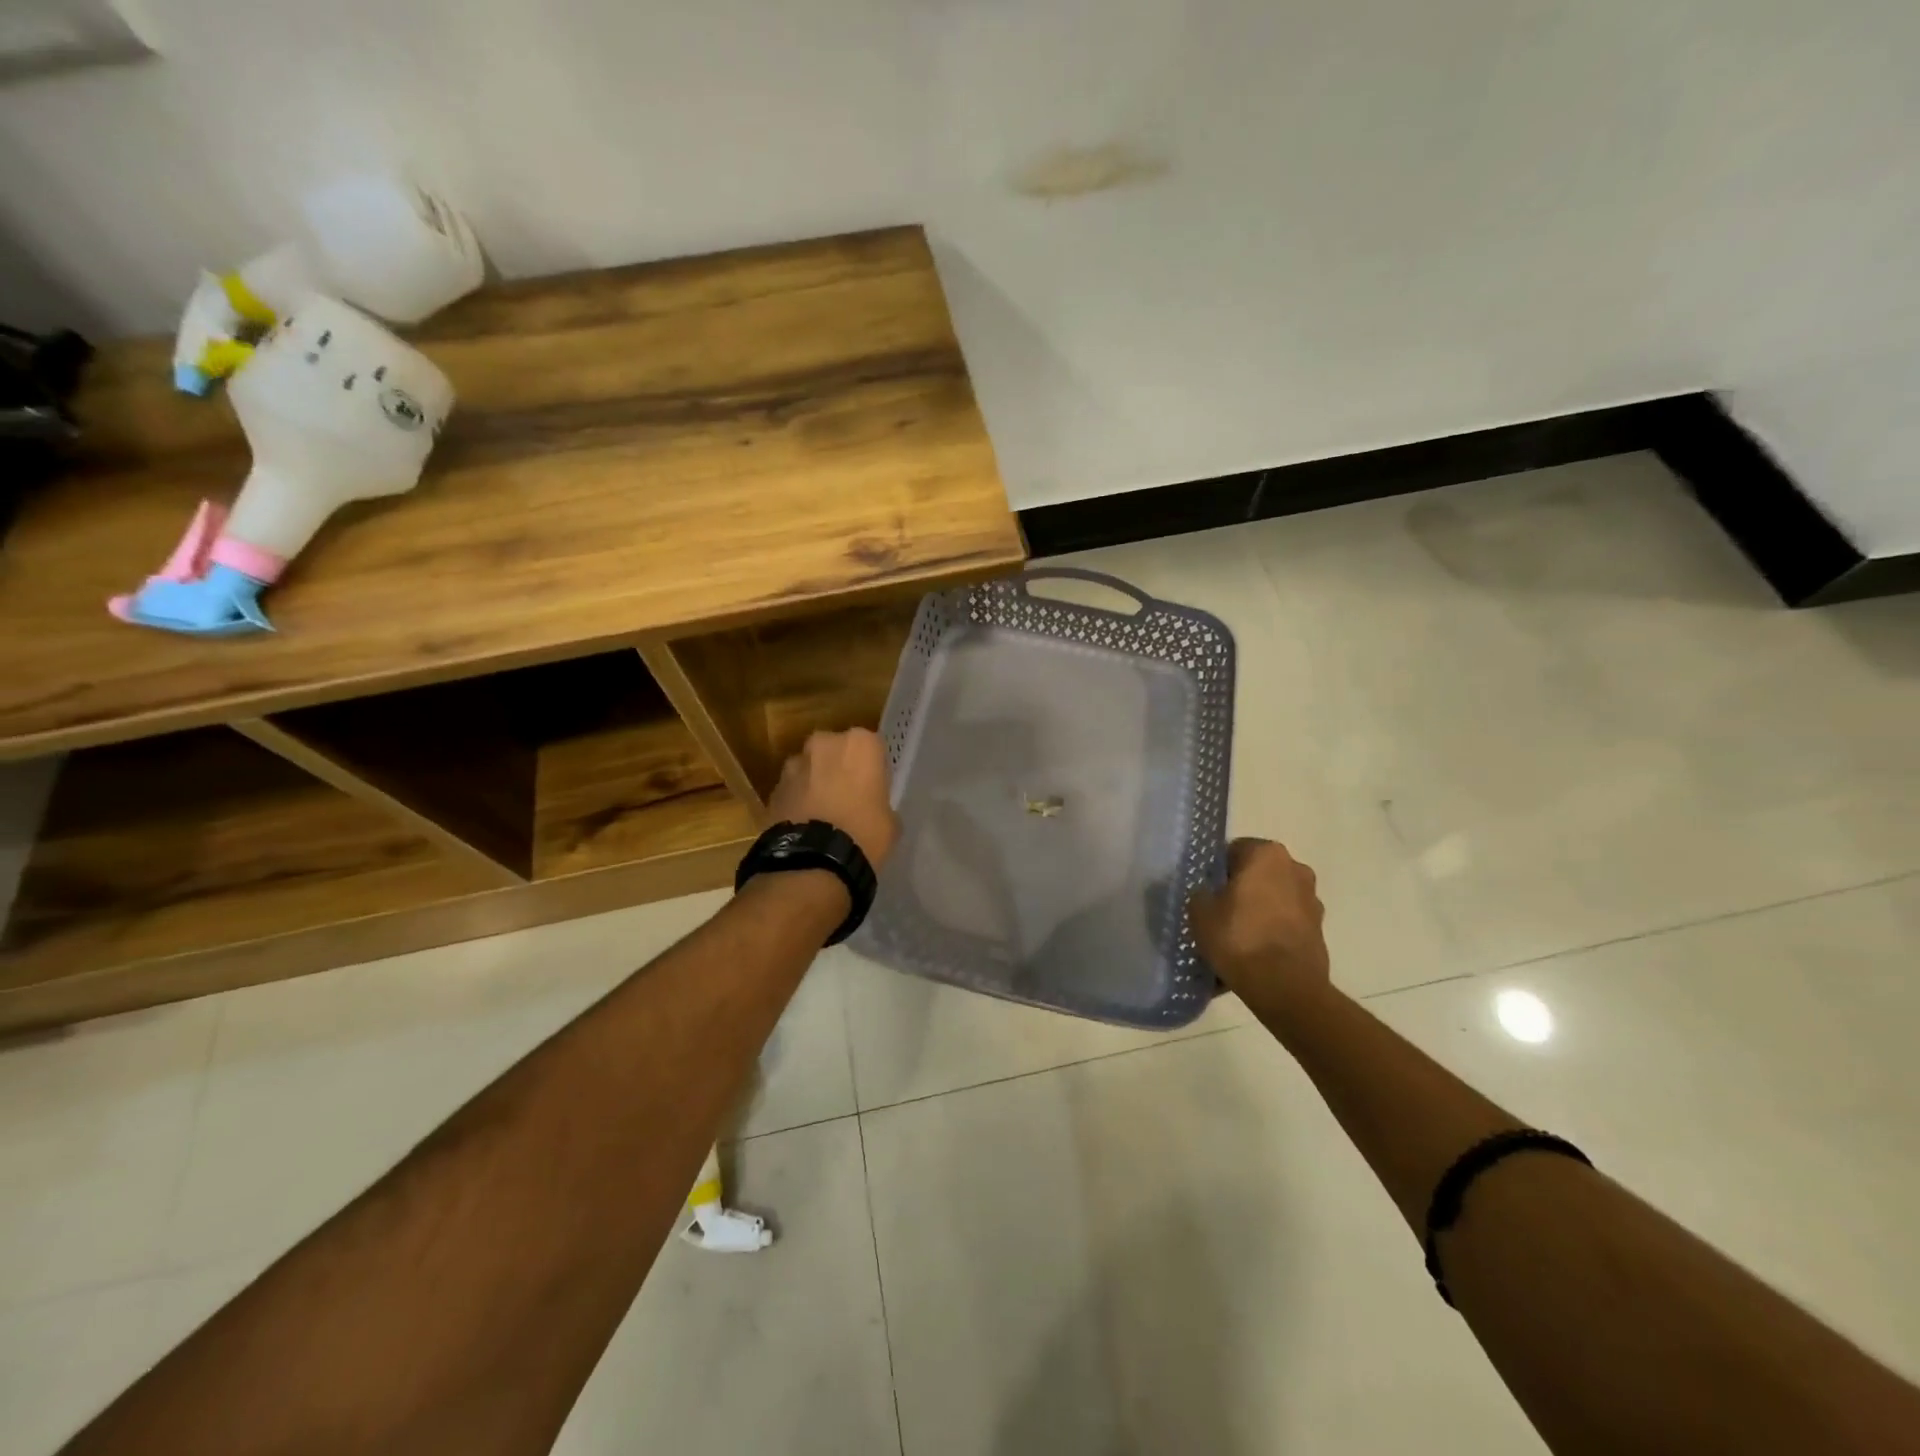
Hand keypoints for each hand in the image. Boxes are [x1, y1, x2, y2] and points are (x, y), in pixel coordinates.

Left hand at [765, 728, 899, 870]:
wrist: (812, 860)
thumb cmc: (863, 834)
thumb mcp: (890, 822)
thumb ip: (882, 803)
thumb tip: (873, 809)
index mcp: (860, 743)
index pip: (872, 748)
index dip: (873, 769)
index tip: (874, 789)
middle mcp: (825, 742)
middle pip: (836, 751)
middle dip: (840, 769)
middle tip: (848, 798)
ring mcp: (794, 763)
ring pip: (810, 768)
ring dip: (815, 783)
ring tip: (822, 814)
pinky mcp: (773, 787)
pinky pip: (792, 789)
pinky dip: (797, 800)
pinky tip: (805, 825)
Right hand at [1189, 839, 1331, 1019]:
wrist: (1285, 987)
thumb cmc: (1239, 937)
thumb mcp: (1199, 912)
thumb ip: (1201, 894)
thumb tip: (1208, 894)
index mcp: (1266, 854)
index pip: (1233, 851)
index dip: (1216, 871)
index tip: (1206, 892)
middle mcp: (1295, 868)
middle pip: (1257, 874)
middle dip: (1240, 890)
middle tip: (1219, 914)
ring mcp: (1311, 900)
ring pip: (1273, 899)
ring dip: (1258, 912)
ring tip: (1237, 939)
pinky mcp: (1319, 929)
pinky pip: (1285, 924)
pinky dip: (1271, 933)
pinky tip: (1254, 954)